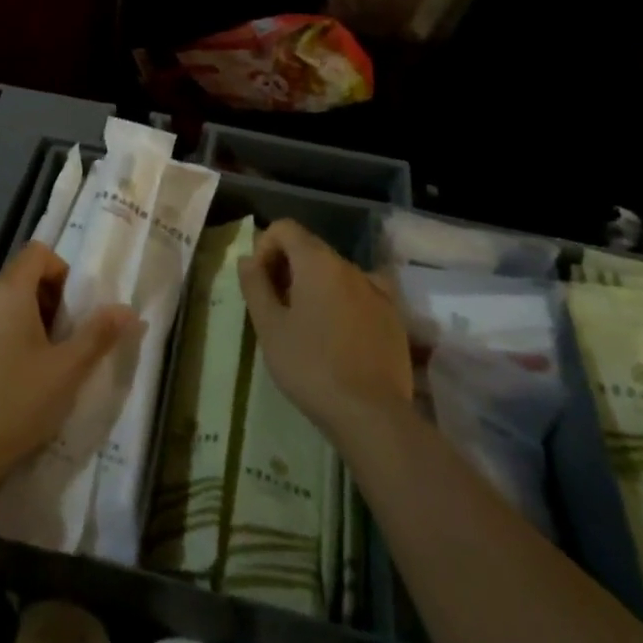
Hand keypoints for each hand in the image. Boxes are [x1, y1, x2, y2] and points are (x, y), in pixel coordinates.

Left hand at [0, 244, 137, 497]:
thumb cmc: (17, 407)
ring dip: (4, 309)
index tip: (66, 311)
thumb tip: (128, 308)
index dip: (58, 272)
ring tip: (13, 350)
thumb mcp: (67, 373)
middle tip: (48, 342)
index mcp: (11, 292)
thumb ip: (98, 335)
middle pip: (14, 277)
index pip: (37, 253)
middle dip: (36, 298)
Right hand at [239, 220, 413, 450]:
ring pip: (336, 273)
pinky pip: (361, 295)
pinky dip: (344, 302)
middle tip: (276, 308)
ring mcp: (378, 291)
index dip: (265, 247)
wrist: (372, 414)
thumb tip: (247, 259)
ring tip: (306, 326)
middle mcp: (351, 266)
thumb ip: (255, 285)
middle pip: (311, 249)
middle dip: (288, 268)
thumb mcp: (269, 327)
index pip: (285, 228)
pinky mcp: (394, 317)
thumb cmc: (310, 366)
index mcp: (318, 262)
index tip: (260, 283)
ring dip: (315, 287)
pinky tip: (340, 335)